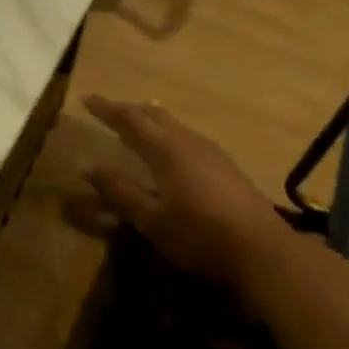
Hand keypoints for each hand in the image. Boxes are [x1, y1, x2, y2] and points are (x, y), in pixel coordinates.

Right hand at [84, 95, 284, 288]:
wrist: (261, 249)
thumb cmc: (198, 233)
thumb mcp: (151, 218)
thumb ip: (119, 191)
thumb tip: (87, 166)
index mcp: (166, 149)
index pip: (129, 119)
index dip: (107, 109)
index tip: (86, 99)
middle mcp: (188, 141)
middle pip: (155, 115)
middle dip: (130, 110)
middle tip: (110, 111)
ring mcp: (211, 152)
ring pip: (174, 125)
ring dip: (152, 121)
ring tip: (138, 126)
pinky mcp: (226, 166)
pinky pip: (188, 138)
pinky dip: (169, 135)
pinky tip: (172, 151)